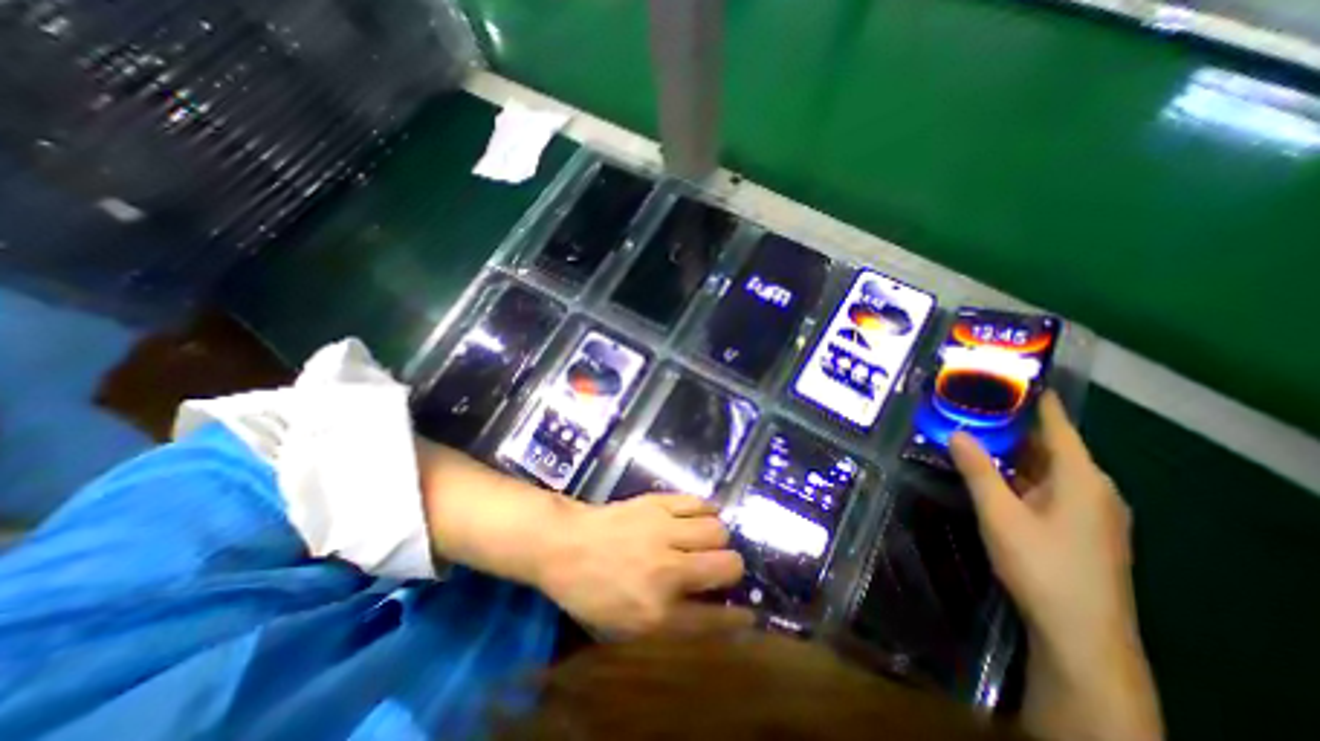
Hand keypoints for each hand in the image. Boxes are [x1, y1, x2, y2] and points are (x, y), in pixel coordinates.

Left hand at [529, 491, 746, 636]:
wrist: (564, 545)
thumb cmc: (590, 592)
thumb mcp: (624, 627)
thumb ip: (669, 624)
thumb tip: (709, 610)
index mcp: (656, 613)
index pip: (714, 619)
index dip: (736, 618)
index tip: (746, 613)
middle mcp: (667, 571)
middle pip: (727, 565)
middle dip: (731, 569)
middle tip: (719, 567)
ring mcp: (663, 531)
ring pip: (718, 530)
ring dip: (718, 538)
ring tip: (706, 539)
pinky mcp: (657, 503)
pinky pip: (698, 502)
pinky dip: (705, 510)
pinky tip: (698, 517)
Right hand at [948, 389, 1133, 651]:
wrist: (1081, 634)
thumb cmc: (1042, 565)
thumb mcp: (1000, 514)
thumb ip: (977, 470)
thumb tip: (957, 432)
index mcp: (1081, 477)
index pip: (1058, 425)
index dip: (1036, 400)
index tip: (1011, 377)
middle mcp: (1092, 488)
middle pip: (1050, 445)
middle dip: (1012, 427)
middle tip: (974, 406)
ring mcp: (1090, 510)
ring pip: (1046, 468)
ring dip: (1013, 452)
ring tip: (975, 433)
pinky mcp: (1081, 528)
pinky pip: (1048, 488)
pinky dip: (1020, 475)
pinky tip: (993, 474)